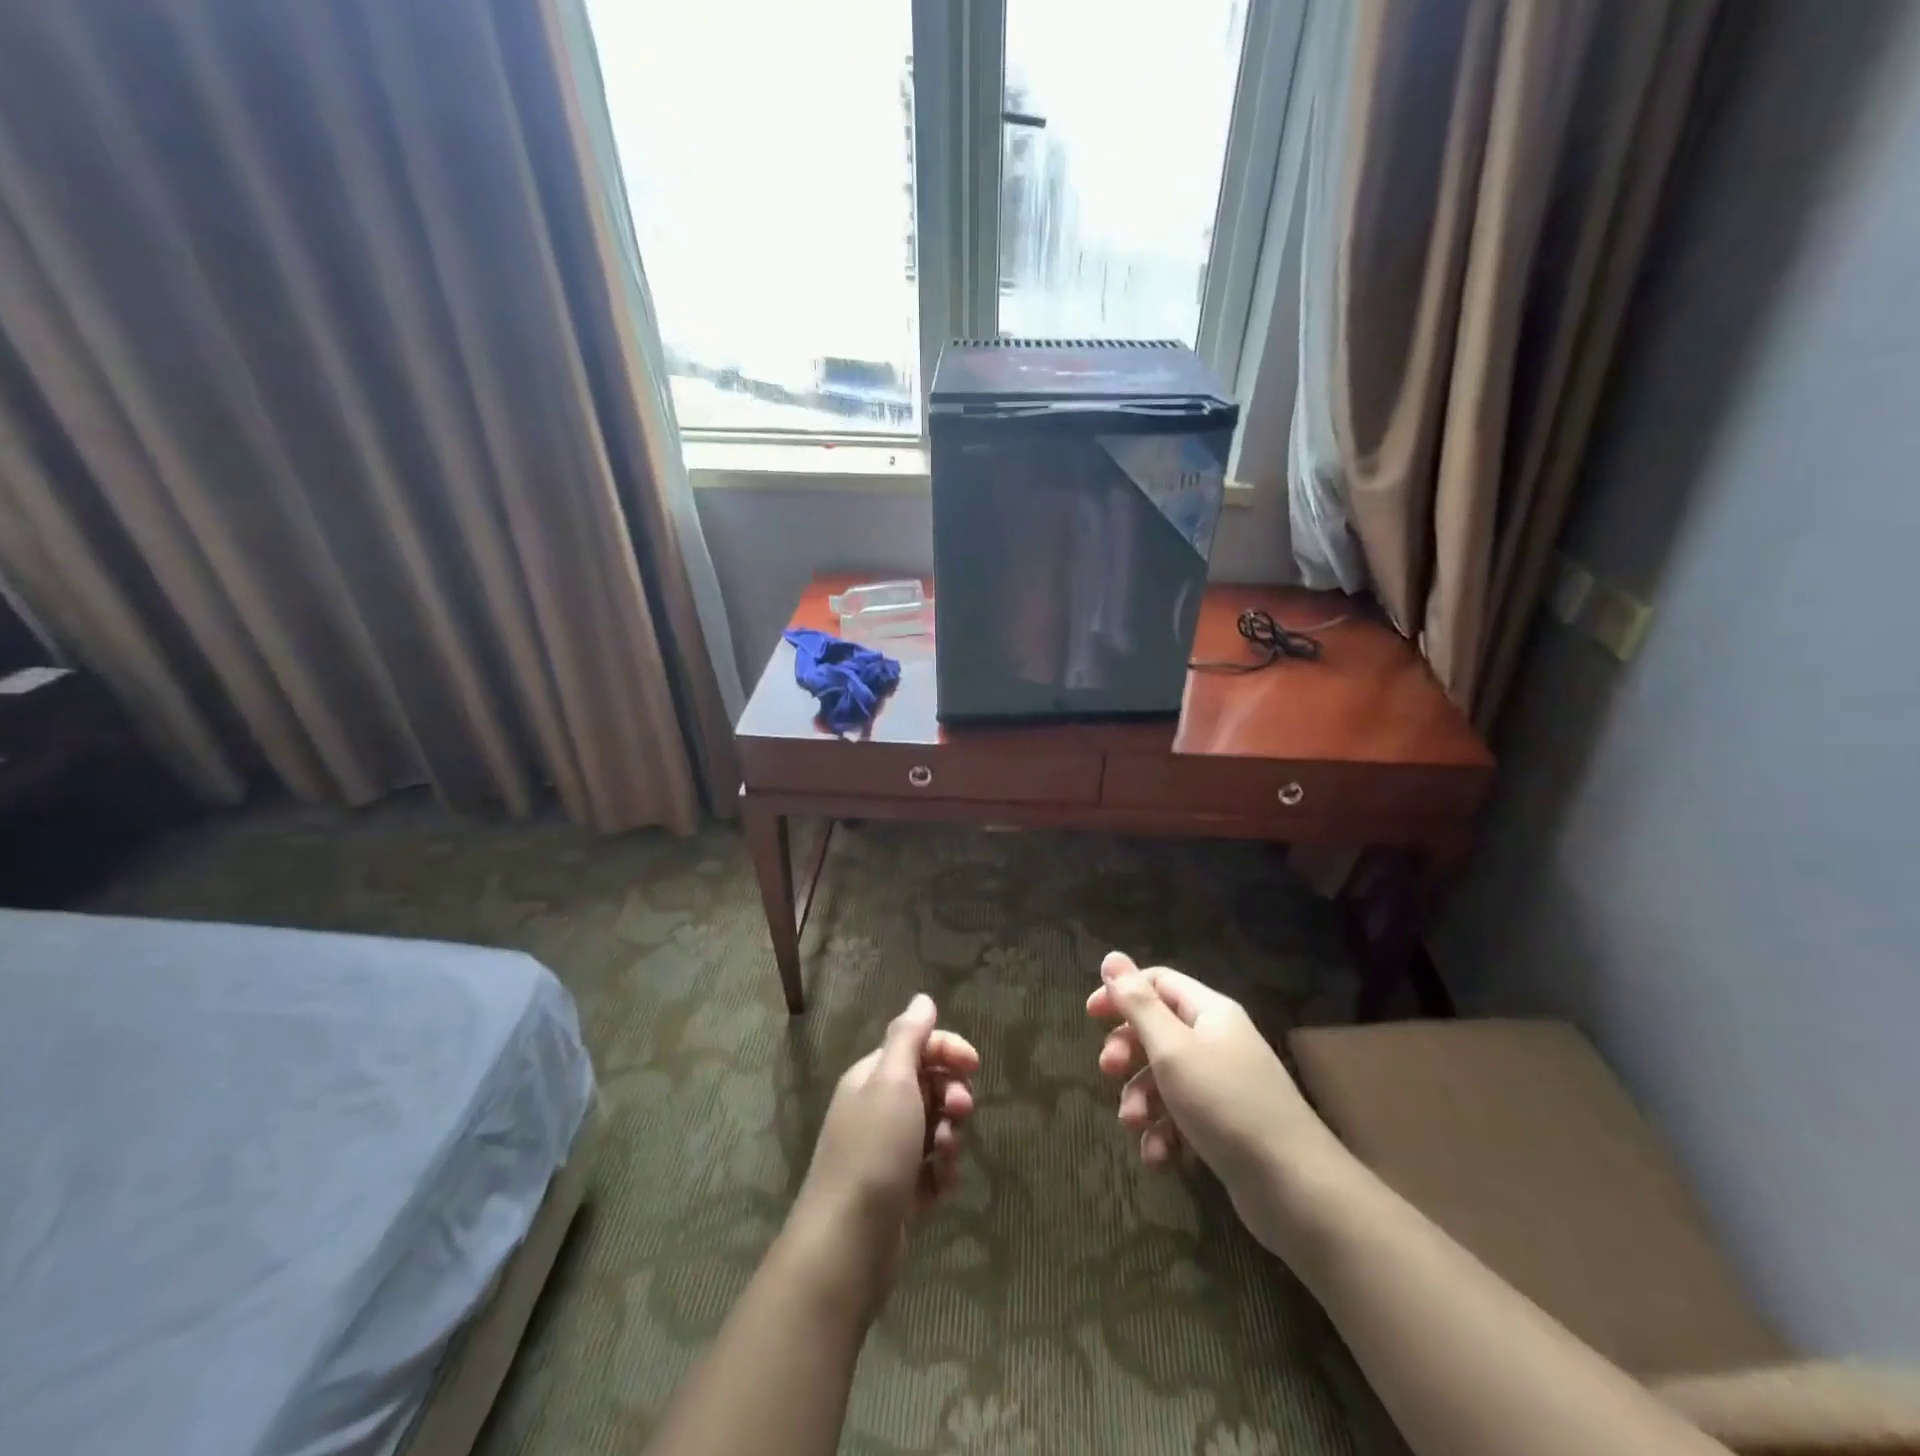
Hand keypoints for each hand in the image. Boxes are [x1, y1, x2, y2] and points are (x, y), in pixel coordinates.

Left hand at [789, 994, 978, 1310]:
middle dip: (952, 1096)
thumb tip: (922, 998)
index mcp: (872, 1078)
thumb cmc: (873, 1152)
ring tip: (945, 1157)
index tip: (974, 1065)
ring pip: (935, 1129)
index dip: (948, 1050)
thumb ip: (908, 1036)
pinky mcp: (898, 1193)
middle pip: (929, 1086)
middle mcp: (877, 1109)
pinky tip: (941, 1187)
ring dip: (950, 1137)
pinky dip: (942, 1173)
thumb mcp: (892, 1082)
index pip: (917, 1046)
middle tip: (960, 1113)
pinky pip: (932, 1170)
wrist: (847, 1246)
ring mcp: (887, 1153)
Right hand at [1087, 950, 1337, 1253]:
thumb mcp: (1172, 1049)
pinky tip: (1160, 1156)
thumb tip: (1112, 956)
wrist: (1295, 1190)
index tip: (1090, 1016)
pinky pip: (1182, 1117)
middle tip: (1107, 1071)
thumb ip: (1138, 1004)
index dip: (1122, 993)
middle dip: (1128, 1052)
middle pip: (1158, 1031)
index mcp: (1210, 1012)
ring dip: (1142, 1099)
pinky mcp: (1226, 1127)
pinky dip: (1165, 1133)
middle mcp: (1218, 1041)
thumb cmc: (1226, 1104)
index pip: (1158, 982)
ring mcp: (1224, 1086)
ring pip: (1165, 1078)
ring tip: (1135, 1125)